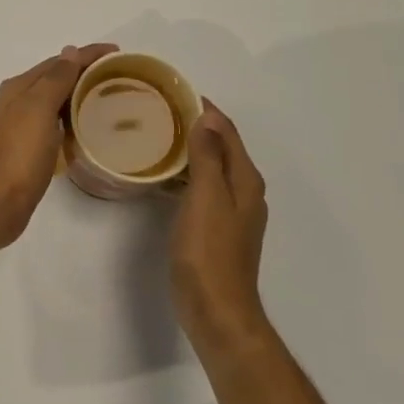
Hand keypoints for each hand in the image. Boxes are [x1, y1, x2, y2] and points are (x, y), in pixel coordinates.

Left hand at [0, 44, 117, 248]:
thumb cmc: (17, 155)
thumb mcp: (37, 109)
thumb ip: (55, 79)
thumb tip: (69, 51)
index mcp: (19, 88)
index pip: (59, 61)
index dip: (88, 54)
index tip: (119, 53)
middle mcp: (17, 102)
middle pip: (56, 78)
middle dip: (85, 72)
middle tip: (119, 76)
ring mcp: (21, 127)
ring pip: (55, 102)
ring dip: (79, 96)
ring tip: (110, 99)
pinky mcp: (28, 151)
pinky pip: (55, 125)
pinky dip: (72, 120)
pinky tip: (88, 129)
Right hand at [170, 100, 269, 342]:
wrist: (216, 310)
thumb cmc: (209, 252)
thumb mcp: (206, 198)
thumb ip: (207, 157)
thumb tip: (207, 118)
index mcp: (245, 180)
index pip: (227, 131)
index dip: (206, 109)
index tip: (176, 92)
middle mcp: (244, 192)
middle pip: (222, 147)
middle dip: (198, 126)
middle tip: (161, 112)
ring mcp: (232, 212)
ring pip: (212, 169)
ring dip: (191, 151)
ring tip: (158, 138)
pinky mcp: (217, 230)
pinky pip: (203, 189)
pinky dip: (186, 176)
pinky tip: (163, 179)